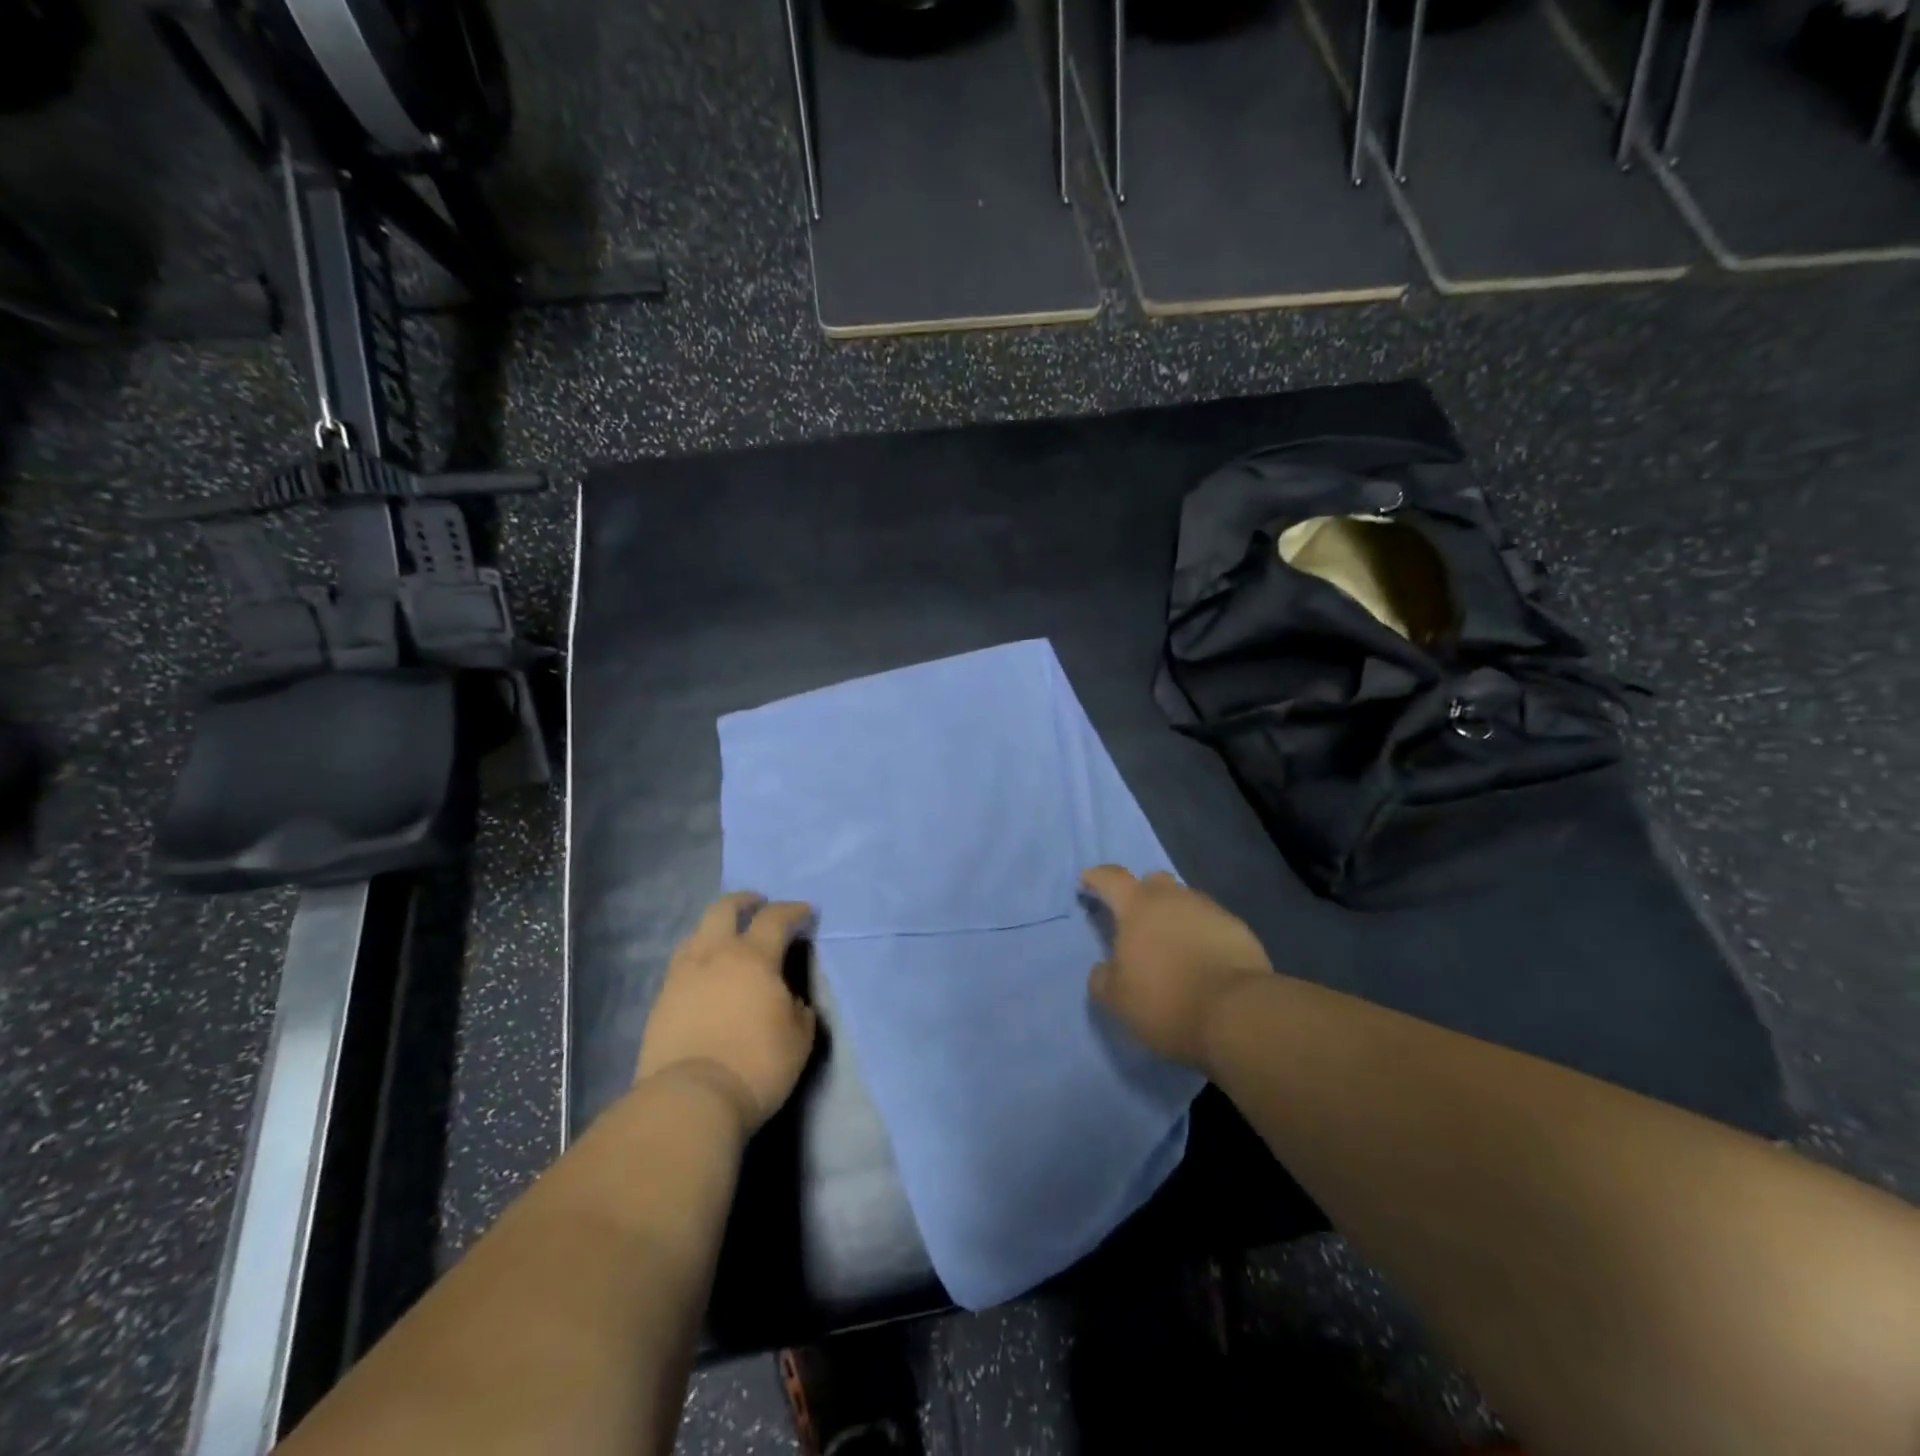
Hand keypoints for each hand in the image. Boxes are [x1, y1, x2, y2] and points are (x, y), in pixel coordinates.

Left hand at [636, 892, 818, 1134]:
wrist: (690, 1099)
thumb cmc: (756, 1065)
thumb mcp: (799, 1039)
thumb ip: (799, 1009)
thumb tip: (791, 1000)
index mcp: (753, 957)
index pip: (775, 918)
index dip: (792, 910)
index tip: (804, 912)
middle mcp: (715, 955)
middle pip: (724, 909)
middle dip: (744, 901)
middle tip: (757, 904)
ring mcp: (682, 975)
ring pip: (697, 933)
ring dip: (716, 928)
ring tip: (727, 939)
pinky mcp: (661, 1000)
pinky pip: (681, 963)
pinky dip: (698, 957)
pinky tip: (705, 974)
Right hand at [1081, 866, 1272, 1072]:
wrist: (1238, 1014)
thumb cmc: (1166, 1001)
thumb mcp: (1117, 1000)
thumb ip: (1102, 979)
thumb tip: (1104, 969)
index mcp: (1137, 907)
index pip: (1111, 878)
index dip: (1096, 877)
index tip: (1087, 880)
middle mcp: (1174, 898)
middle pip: (1153, 881)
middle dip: (1142, 894)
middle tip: (1136, 920)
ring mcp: (1210, 910)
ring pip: (1185, 902)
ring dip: (1175, 916)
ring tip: (1173, 946)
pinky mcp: (1239, 928)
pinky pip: (1211, 923)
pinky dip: (1202, 934)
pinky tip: (1203, 960)